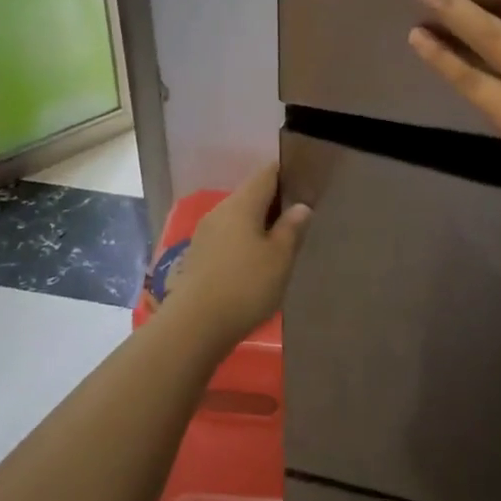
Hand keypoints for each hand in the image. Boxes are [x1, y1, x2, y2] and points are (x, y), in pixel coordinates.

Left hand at [161, 162, 310, 345]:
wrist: (194, 326)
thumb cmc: (245, 286)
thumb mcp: (279, 258)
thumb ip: (291, 228)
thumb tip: (301, 206)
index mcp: (242, 203)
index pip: (267, 174)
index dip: (287, 175)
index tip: (306, 185)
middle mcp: (220, 210)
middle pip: (251, 195)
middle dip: (274, 203)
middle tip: (299, 220)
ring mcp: (205, 233)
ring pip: (238, 217)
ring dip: (258, 225)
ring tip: (280, 243)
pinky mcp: (197, 255)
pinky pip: (227, 237)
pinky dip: (243, 241)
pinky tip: (255, 263)